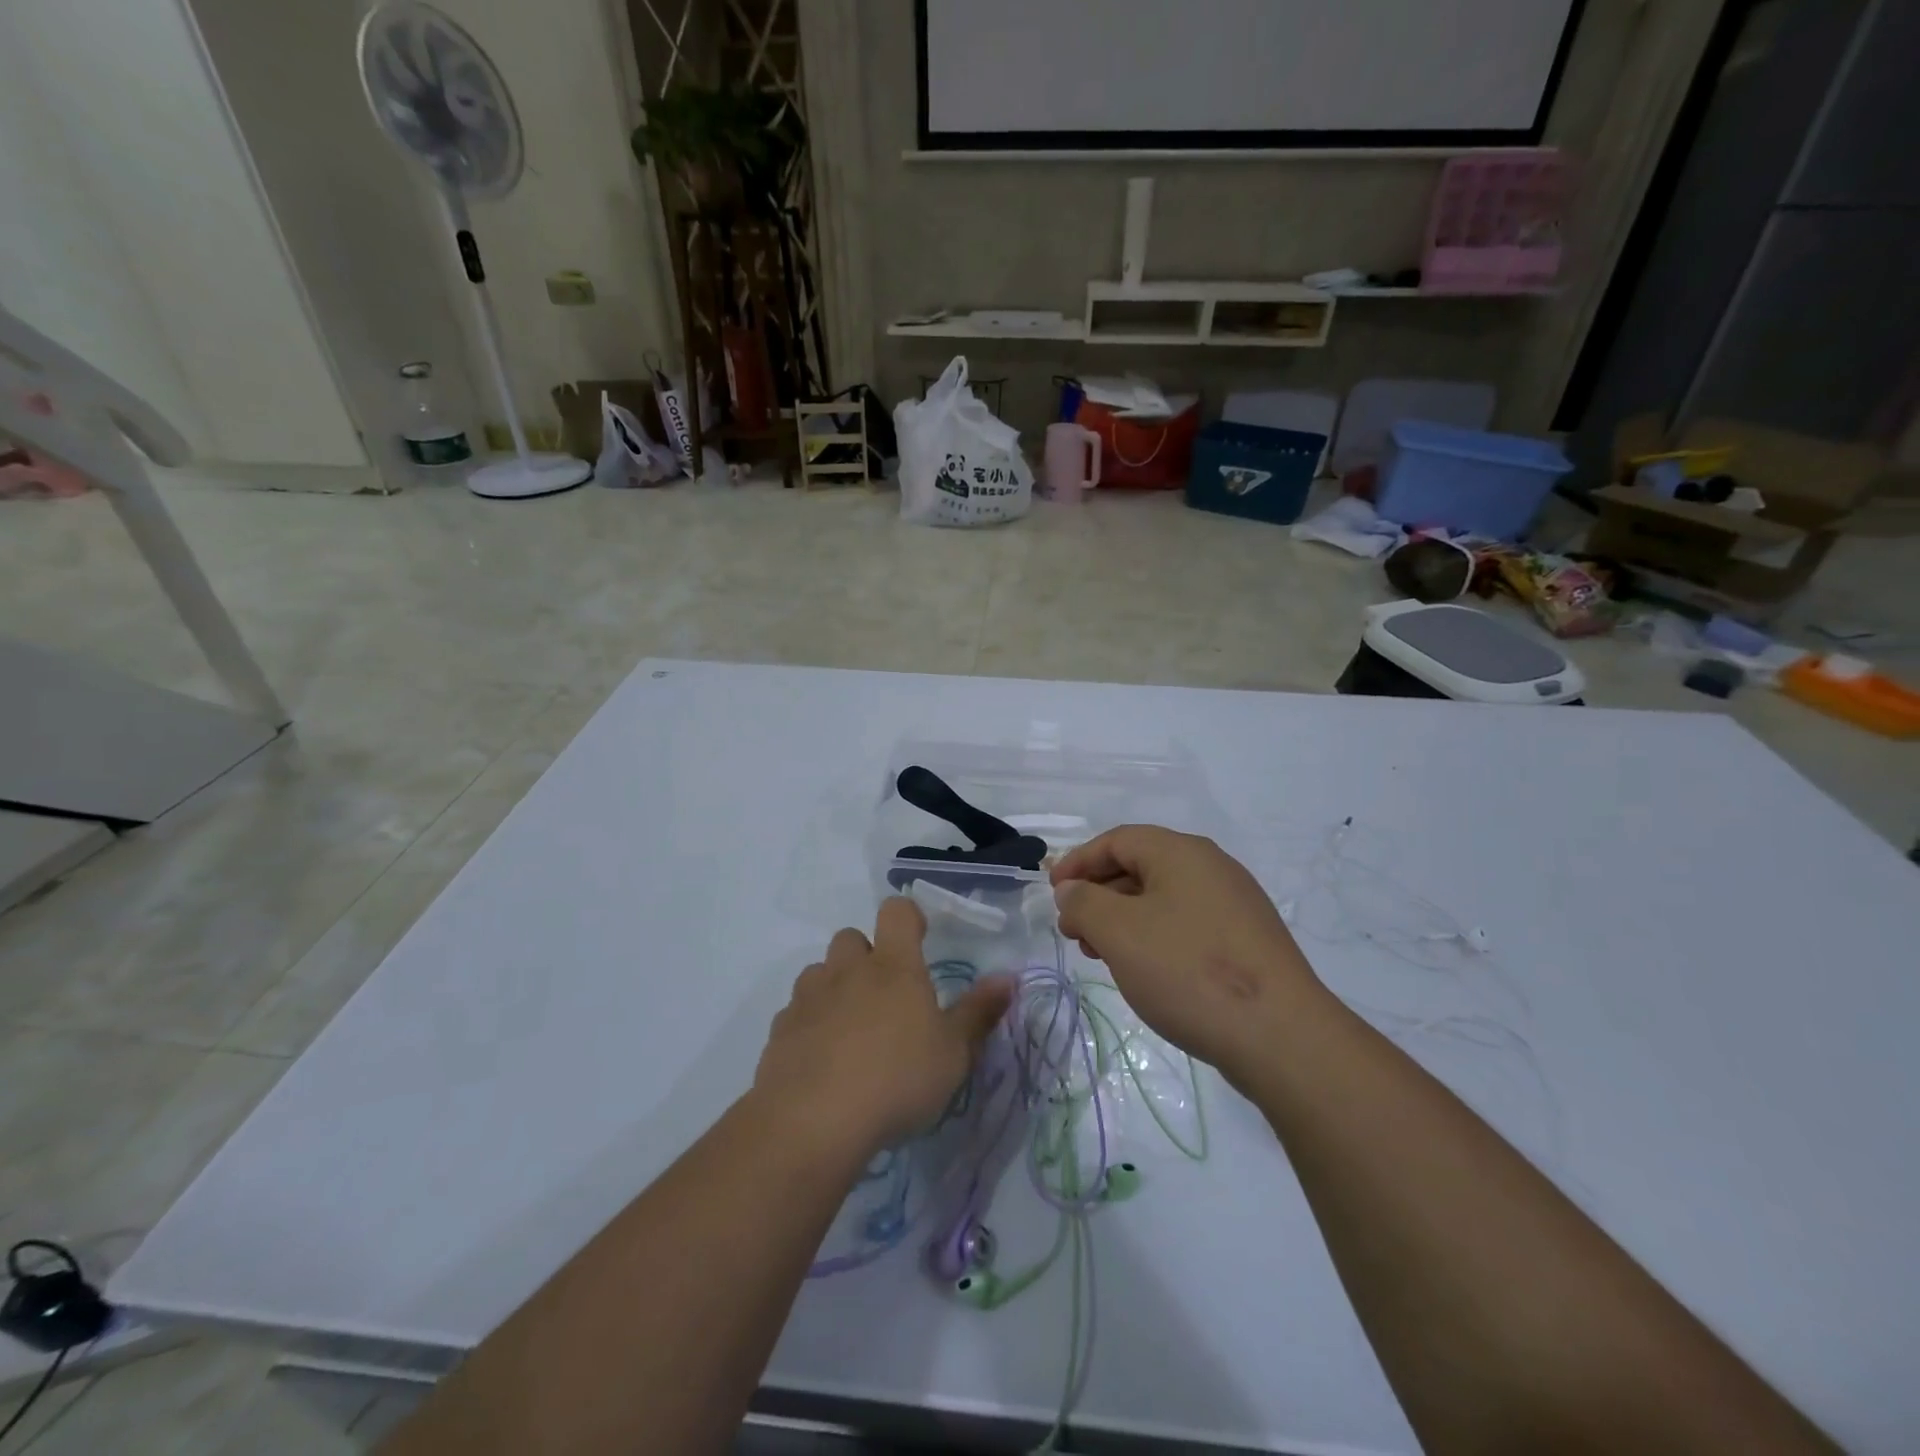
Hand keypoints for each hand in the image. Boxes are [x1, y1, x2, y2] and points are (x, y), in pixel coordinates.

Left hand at [754, 898, 1012, 1159]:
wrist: (813, 1121)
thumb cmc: (897, 1080)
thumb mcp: (954, 1053)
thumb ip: (979, 1012)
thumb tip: (1008, 977)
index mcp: (894, 966)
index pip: (897, 912)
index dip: (908, 917)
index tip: (919, 938)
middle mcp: (848, 970)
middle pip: (851, 938)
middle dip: (866, 956)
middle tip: (885, 996)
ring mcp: (809, 997)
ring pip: (819, 972)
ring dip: (835, 988)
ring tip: (851, 1029)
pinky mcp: (780, 1030)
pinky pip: (796, 1011)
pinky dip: (810, 1024)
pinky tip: (821, 1060)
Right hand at [1052, 826, 1320, 1076]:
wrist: (1282, 1036)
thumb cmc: (1188, 971)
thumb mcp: (1118, 932)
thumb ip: (1083, 903)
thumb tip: (1073, 891)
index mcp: (1181, 852)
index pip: (1117, 840)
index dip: (1078, 863)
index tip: (1053, 894)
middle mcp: (1212, 867)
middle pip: (1140, 866)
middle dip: (1099, 895)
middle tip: (1075, 933)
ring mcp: (1235, 905)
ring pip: (1163, 899)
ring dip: (1123, 920)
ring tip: (1103, 957)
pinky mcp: (1247, 942)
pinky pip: (1187, 924)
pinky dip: (1154, 937)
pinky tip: (1146, 971)